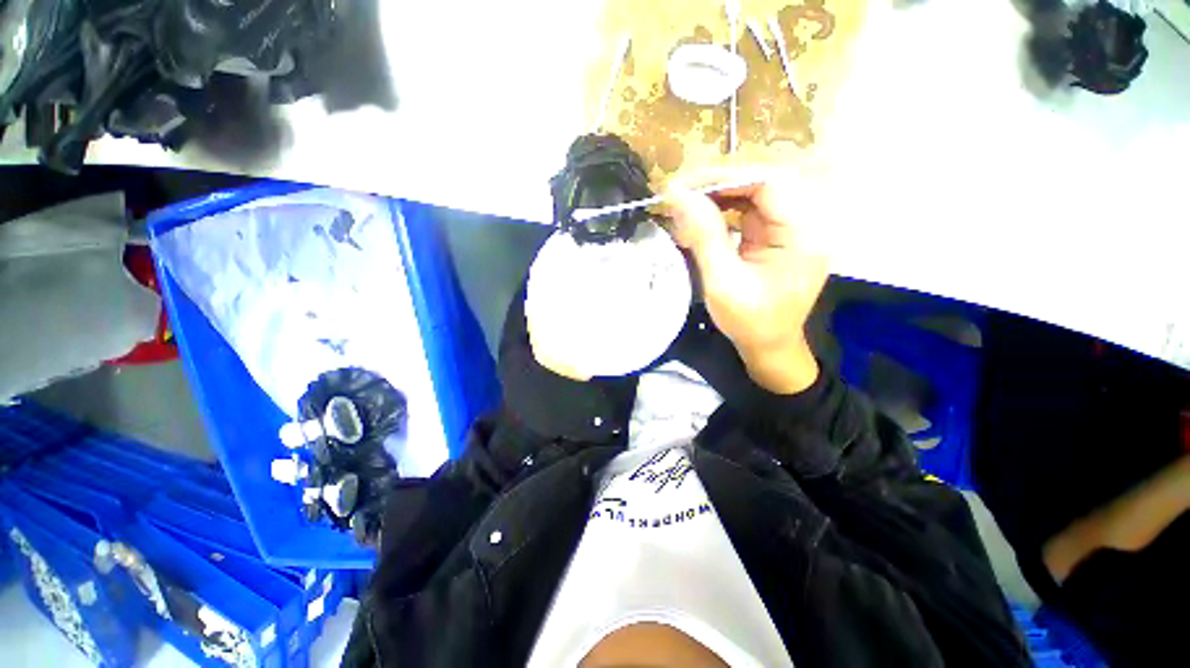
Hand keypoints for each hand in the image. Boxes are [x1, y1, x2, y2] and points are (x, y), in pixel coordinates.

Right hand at [665, 171, 828, 393]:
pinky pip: (750, 212)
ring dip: (719, 196)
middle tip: (681, 193)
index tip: (686, 186)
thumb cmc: (749, 321)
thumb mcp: (722, 280)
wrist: (768, 347)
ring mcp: (792, 229)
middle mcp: (805, 224)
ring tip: (686, 204)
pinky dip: (723, 210)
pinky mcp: (778, 236)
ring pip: (754, 195)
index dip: (726, 177)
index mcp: (803, 234)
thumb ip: (703, 235)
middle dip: (719, 184)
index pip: (769, 183)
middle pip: (763, 184)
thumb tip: (677, 194)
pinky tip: (702, 217)